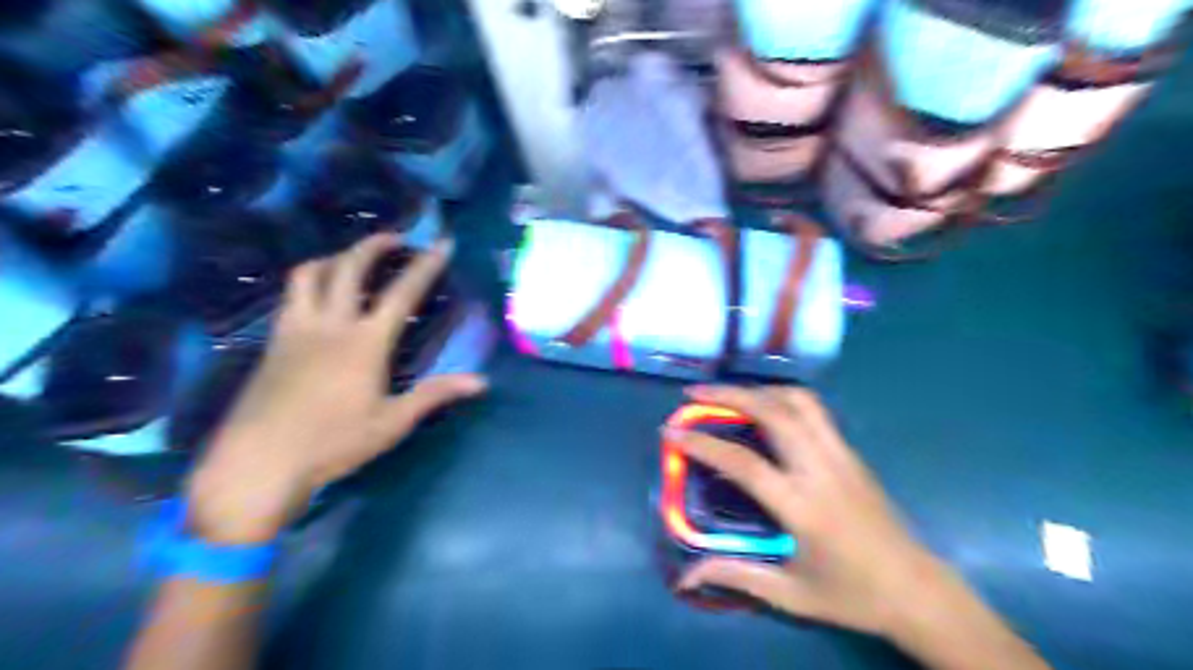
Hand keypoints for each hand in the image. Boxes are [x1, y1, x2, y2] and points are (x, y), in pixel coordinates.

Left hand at [186, 237, 482, 543]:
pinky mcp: (273, 341)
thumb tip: (480, 382)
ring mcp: (295, 329)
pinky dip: (310, 282)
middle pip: (349, 268)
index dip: (425, 265)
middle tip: (394, 238)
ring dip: (334, 258)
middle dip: (373, 245)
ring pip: (309, 274)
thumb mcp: (392, 422)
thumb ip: (435, 394)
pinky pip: (290, 296)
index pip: (402, 292)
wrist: (258, 461)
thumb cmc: (333, 443)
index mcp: (365, 342)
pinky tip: (318, 298)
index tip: (442, 243)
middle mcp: (329, 324)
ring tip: (351, 261)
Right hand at [670, 386, 942, 636]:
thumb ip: (735, 576)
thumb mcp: (790, 595)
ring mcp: (841, 455)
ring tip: (729, 393)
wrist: (918, 591)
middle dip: (729, 394)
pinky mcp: (852, 452)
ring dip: (759, 389)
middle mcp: (821, 470)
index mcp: (803, 507)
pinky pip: (814, 410)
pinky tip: (766, 406)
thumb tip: (685, 576)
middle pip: (773, 412)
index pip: (744, 463)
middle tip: (695, 392)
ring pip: (799, 401)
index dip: (703, 443)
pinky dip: (782, 397)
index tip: (671, 430)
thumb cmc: (852, 595)